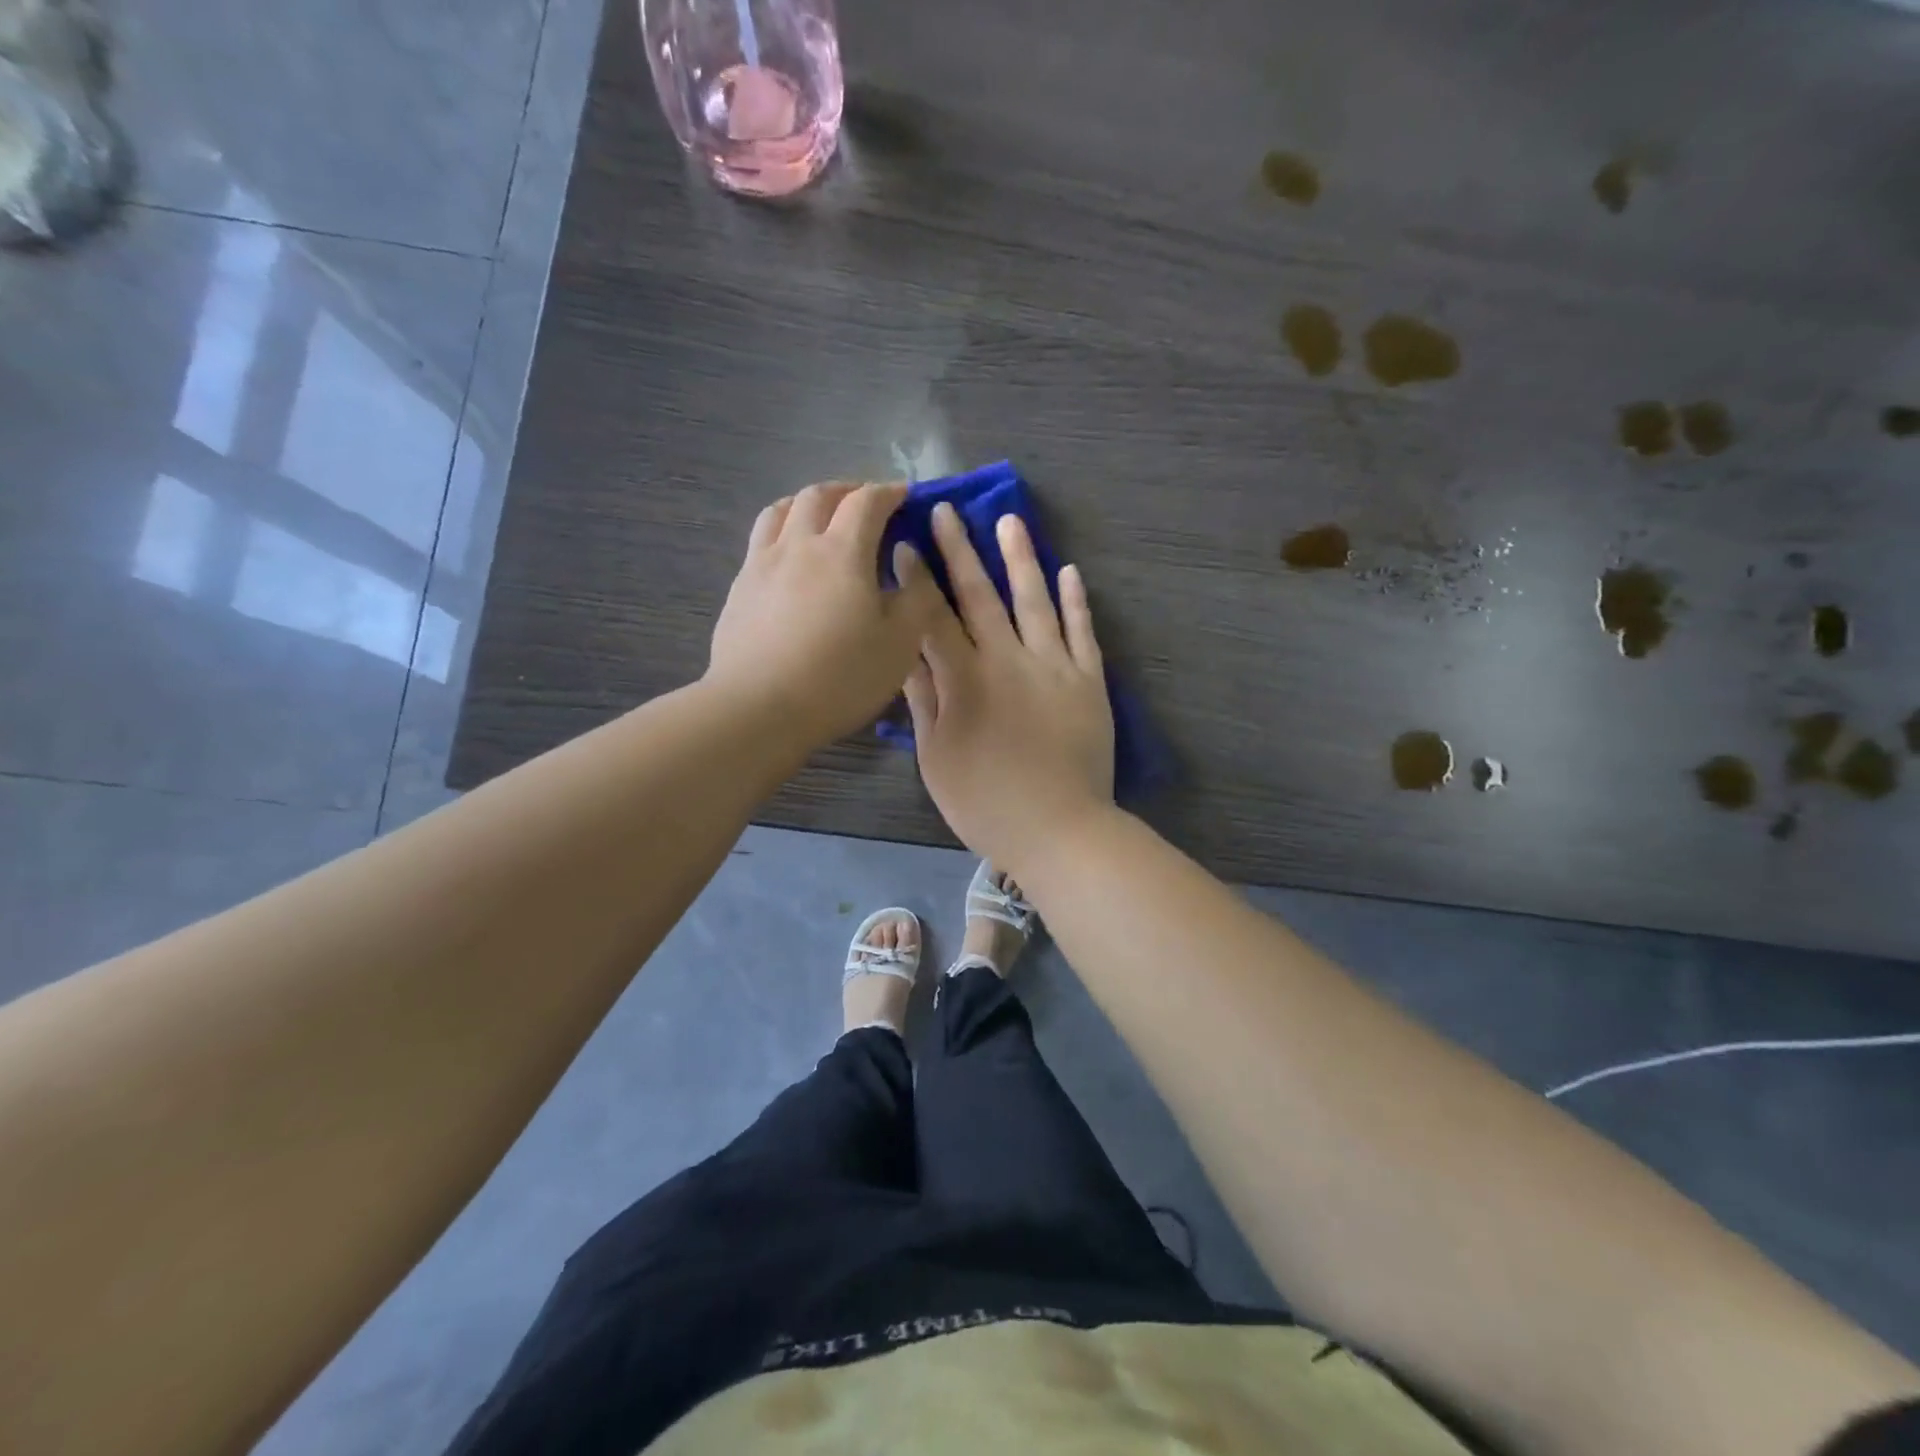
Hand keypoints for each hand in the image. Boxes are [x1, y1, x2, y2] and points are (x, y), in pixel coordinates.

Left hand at [708, 481, 942, 748]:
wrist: (759, 708)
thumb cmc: (840, 677)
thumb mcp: (900, 645)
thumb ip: (915, 599)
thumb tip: (911, 563)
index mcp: (843, 551)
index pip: (867, 501)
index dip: (889, 492)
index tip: (904, 495)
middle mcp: (798, 544)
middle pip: (819, 496)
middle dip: (847, 490)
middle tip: (865, 502)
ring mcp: (761, 564)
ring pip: (780, 511)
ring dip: (806, 504)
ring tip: (820, 517)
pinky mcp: (739, 589)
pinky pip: (761, 541)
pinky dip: (782, 533)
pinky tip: (788, 560)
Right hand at [904, 503, 1115, 872]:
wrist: (1059, 830)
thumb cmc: (985, 803)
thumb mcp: (936, 759)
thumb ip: (924, 703)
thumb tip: (906, 656)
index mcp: (965, 680)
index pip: (933, 618)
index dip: (917, 581)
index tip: (904, 545)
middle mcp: (1008, 660)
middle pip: (980, 596)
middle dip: (960, 551)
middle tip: (947, 511)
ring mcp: (1054, 667)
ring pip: (1034, 601)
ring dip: (1020, 559)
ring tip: (1010, 521)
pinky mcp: (1089, 682)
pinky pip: (1082, 633)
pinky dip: (1075, 602)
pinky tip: (1069, 572)